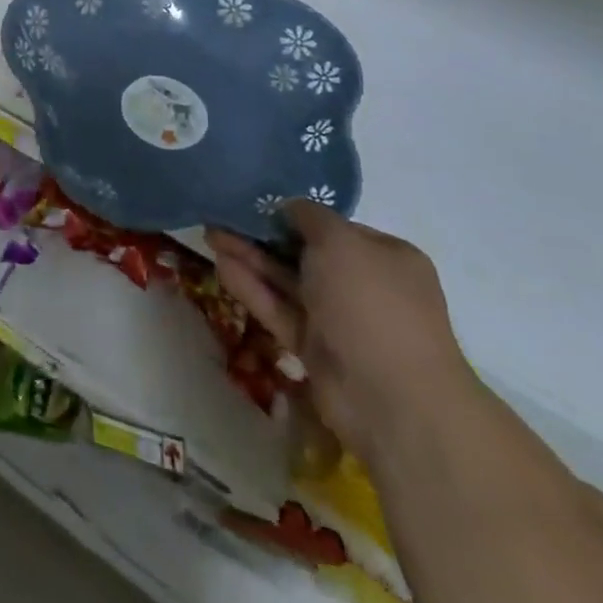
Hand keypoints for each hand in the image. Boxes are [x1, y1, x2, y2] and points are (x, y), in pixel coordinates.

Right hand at [210, 202, 472, 463]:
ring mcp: (340, 320)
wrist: (392, 401)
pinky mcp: (317, 350)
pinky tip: (221, 267)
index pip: (334, 227)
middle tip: (221, 217)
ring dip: (251, 259)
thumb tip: (289, 207)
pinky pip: (281, 311)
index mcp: (386, 258)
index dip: (295, 213)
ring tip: (210, 236)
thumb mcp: (339, 240)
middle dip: (263, 235)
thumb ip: (309, 215)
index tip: (256, 202)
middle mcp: (365, 286)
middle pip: (305, 253)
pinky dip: (254, 289)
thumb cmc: (370, 303)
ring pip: (288, 281)